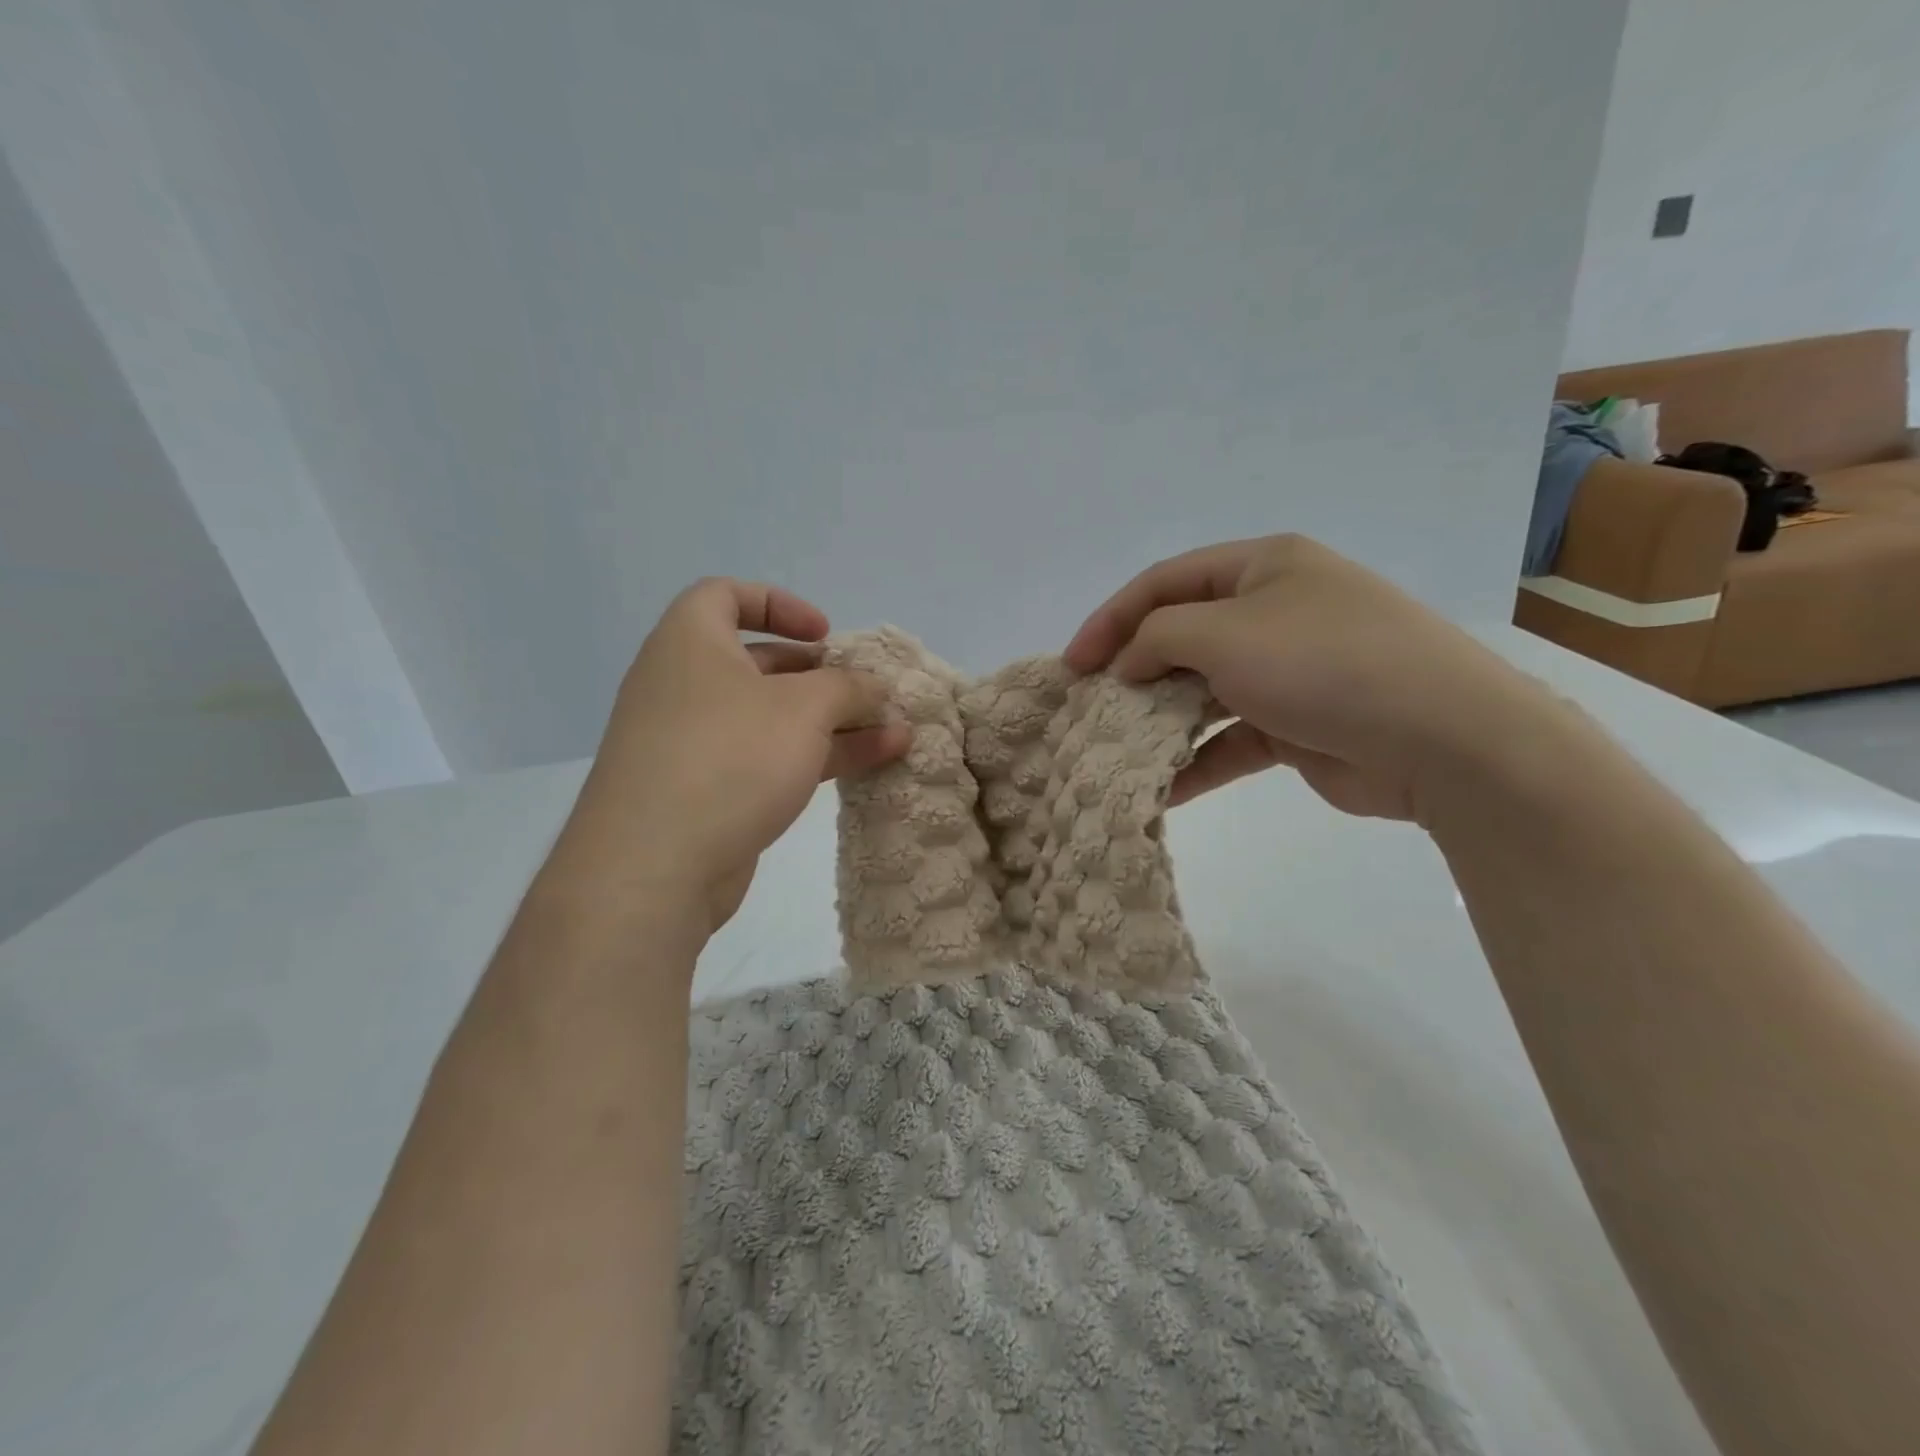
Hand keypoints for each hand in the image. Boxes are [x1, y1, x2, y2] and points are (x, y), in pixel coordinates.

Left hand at [551, 578, 909, 936]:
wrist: (653, 868)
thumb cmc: (729, 758)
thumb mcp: (804, 709)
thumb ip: (848, 688)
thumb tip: (875, 688)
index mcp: (690, 643)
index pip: (725, 596)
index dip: (779, 604)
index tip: (824, 634)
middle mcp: (684, 686)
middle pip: (760, 664)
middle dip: (822, 677)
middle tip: (867, 693)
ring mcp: (692, 744)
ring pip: (771, 719)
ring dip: (833, 723)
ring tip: (895, 735)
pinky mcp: (706, 793)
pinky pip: (766, 760)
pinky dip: (813, 758)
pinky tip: (868, 768)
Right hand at [1065, 535, 1562, 824]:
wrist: (1445, 739)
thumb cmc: (1324, 663)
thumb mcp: (1225, 633)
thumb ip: (1157, 637)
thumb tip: (1128, 664)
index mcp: (1263, 566)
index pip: (1165, 582)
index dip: (1111, 618)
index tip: (1073, 665)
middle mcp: (1274, 611)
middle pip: (1182, 635)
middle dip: (1134, 672)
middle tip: (1092, 708)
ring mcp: (1289, 669)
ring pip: (1204, 690)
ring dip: (1161, 720)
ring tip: (1117, 749)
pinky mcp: (1298, 724)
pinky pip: (1232, 737)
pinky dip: (1198, 760)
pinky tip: (1163, 789)